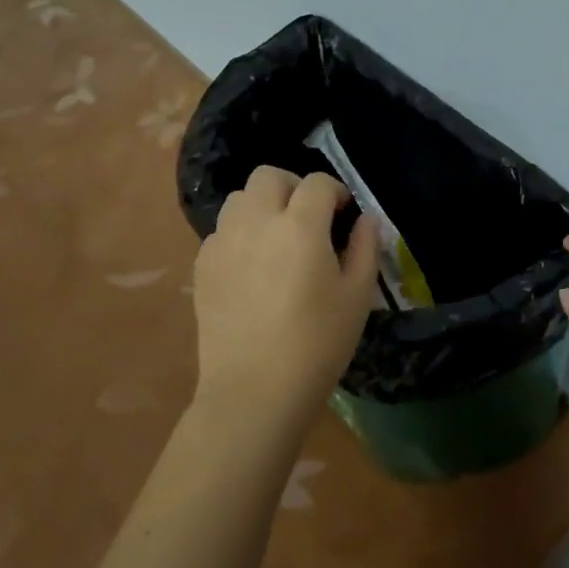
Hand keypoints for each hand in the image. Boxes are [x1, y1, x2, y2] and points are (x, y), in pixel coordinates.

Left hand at [192, 166, 378, 429]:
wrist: (254, 391)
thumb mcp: (357, 296)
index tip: (344, 214)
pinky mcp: (203, 266)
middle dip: (293, 186)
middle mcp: (257, 222)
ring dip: (262, 206)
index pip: (318, 182)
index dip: (336, 192)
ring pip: (239, 198)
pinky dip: (239, 234)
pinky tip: (253, 266)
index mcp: (300, 226)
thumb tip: (365, 219)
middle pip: (269, 175)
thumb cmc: (317, 344)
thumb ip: (365, 248)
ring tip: (277, 238)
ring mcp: (224, 242)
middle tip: (309, 218)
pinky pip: (221, 230)